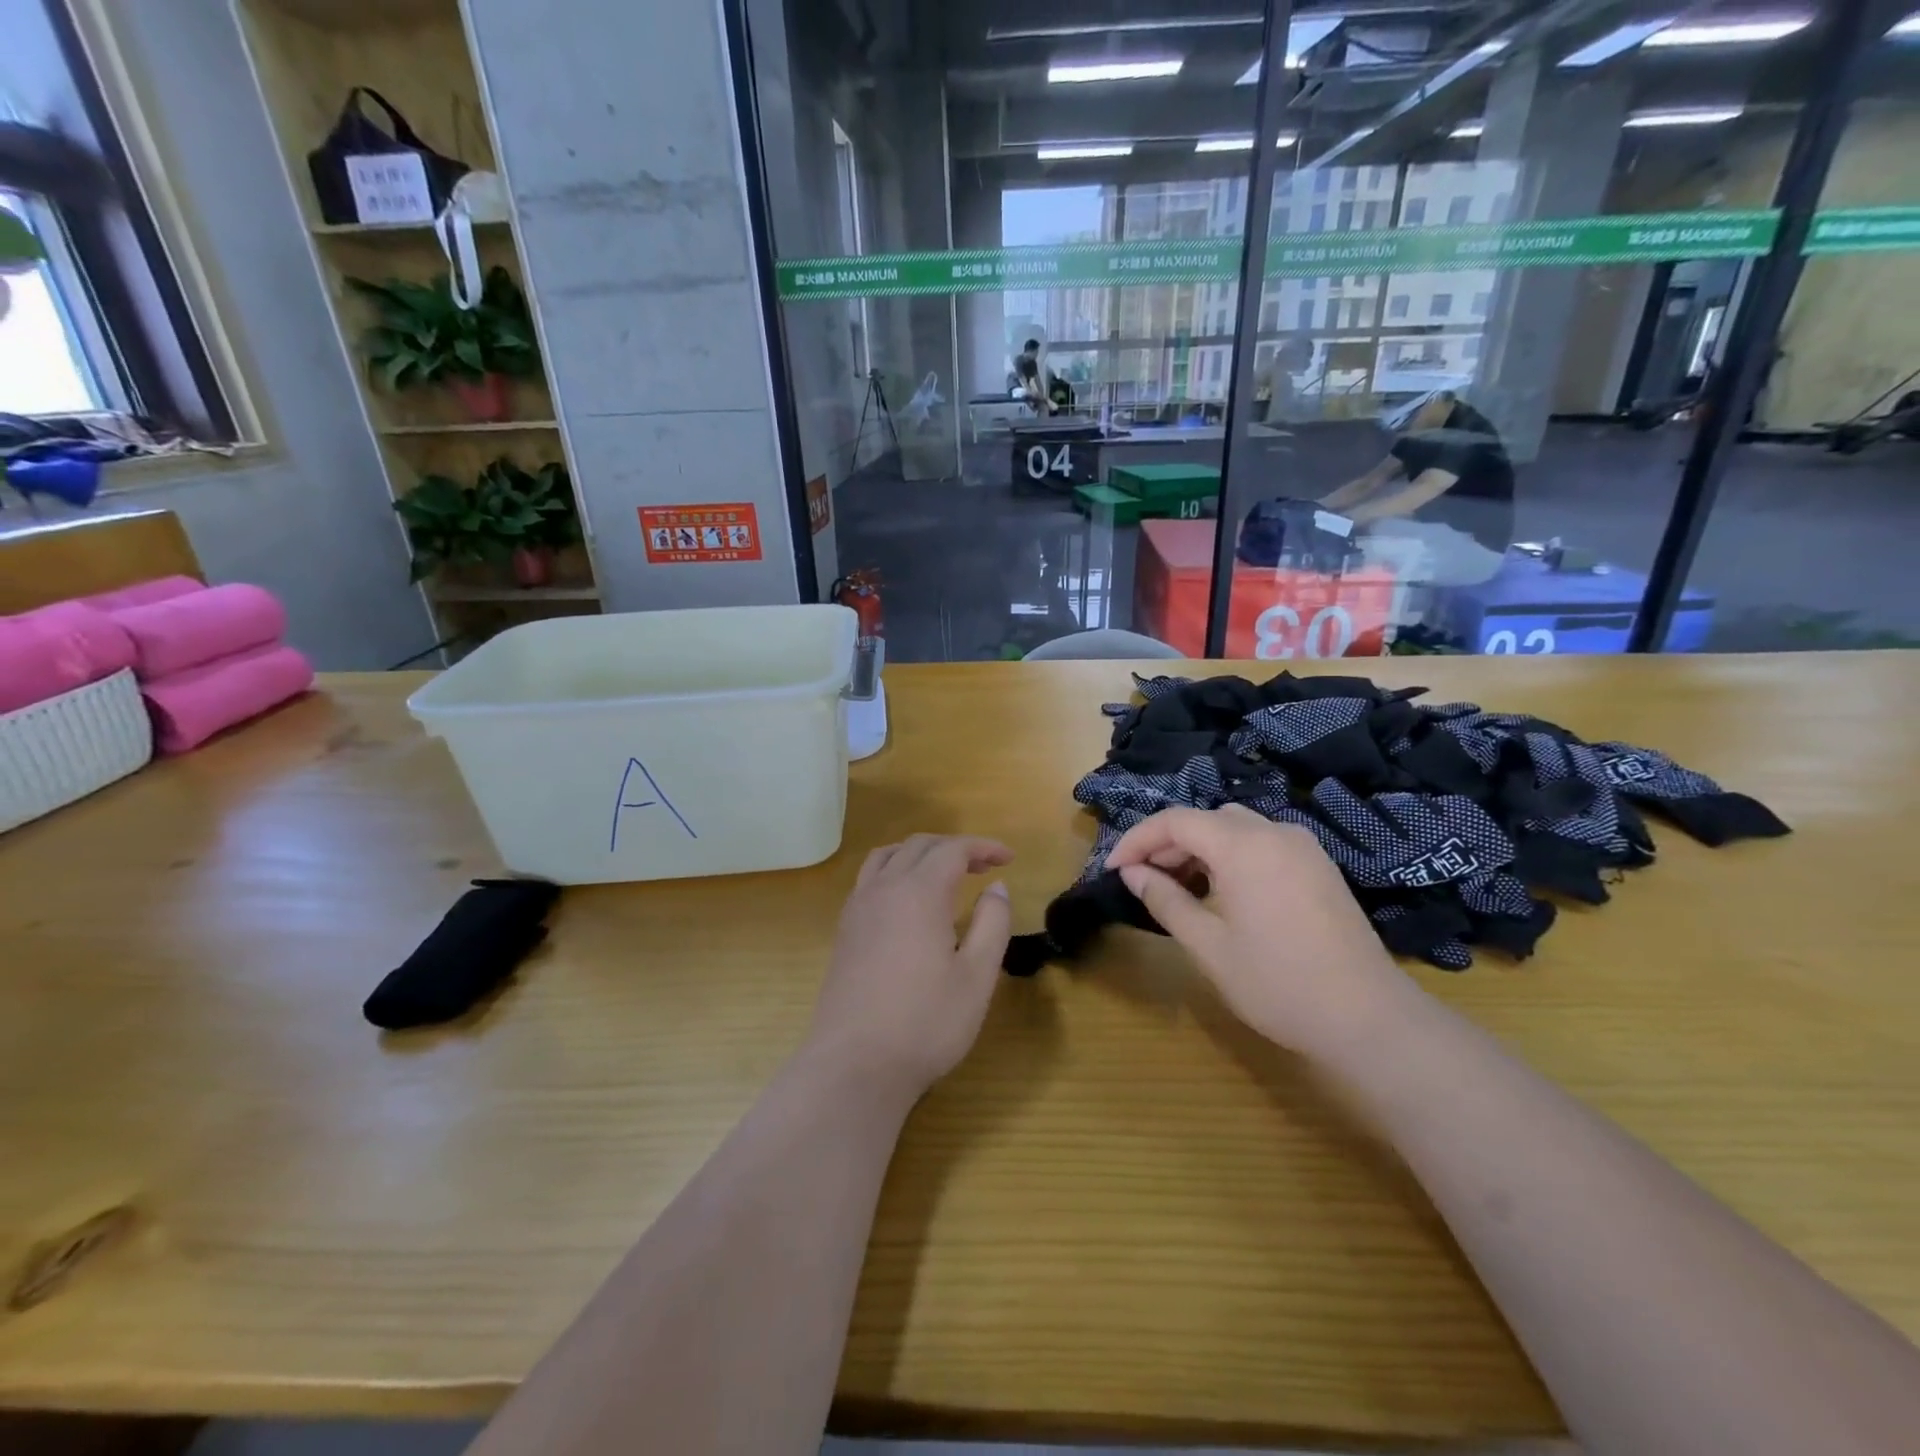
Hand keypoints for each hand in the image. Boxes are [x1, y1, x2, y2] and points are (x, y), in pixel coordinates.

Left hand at [807, 834, 1013, 1099]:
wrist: (855, 1065)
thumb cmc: (925, 1022)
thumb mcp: (977, 977)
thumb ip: (992, 923)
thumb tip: (997, 887)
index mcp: (919, 893)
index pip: (953, 849)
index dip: (983, 847)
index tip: (1009, 858)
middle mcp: (884, 889)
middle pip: (918, 846)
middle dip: (954, 847)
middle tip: (983, 867)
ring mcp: (858, 908)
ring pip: (887, 856)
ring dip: (919, 854)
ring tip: (943, 873)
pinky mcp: (844, 930)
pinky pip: (869, 878)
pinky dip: (894, 870)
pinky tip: (906, 901)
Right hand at [1104, 806, 1416, 1058]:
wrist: (1367, 1018)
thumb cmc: (1277, 983)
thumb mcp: (1208, 945)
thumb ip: (1165, 900)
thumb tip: (1132, 873)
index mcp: (1243, 846)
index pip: (1175, 821)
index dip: (1137, 839)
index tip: (1113, 869)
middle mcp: (1274, 832)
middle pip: (1205, 819)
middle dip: (1166, 843)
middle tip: (1141, 880)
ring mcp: (1302, 847)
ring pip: (1235, 827)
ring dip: (1199, 847)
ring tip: (1177, 885)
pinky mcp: (1318, 866)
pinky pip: (1262, 842)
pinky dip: (1230, 854)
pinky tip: (1222, 890)